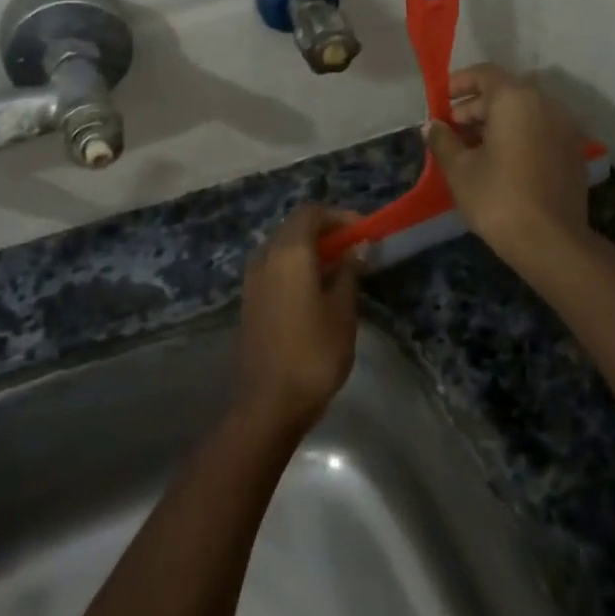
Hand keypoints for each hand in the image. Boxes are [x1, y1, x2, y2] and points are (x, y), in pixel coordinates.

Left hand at [236, 205, 362, 430]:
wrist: (269, 402)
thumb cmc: (314, 353)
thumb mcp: (343, 311)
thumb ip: (349, 273)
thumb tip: (356, 249)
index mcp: (288, 253)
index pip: (311, 213)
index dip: (339, 216)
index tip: (364, 232)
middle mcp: (265, 257)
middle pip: (294, 227)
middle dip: (326, 232)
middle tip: (356, 249)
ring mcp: (252, 279)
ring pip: (282, 248)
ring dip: (310, 250)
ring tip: (340, 270)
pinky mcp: (249, 300)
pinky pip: (274, 268)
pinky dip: (296, 267)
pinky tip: (317, 290)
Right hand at [424, 63, 595, 274]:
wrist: (551, 242)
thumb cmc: (497, 198)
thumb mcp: (459, 169)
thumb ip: (442, 140)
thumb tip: (432, 126)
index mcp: (516, 99)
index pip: (485, 74)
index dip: (458, 83)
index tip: (440, 101)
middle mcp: (546, 104)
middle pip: (505, 92)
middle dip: (474, 107)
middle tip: (450, 130)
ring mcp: (565, 128)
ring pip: (524, 113)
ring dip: (495, 123)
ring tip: (469, 149)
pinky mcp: (572, 152)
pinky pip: (539, 130)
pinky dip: (517, 136)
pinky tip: (497, 162)